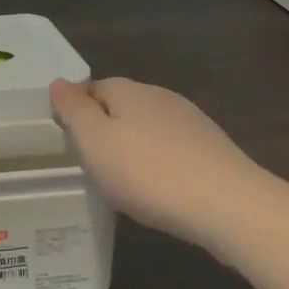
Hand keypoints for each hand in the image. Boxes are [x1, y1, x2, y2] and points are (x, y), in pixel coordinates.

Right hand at [49, 78, 270, 246]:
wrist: (228, 206)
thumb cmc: (147, 172)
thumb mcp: (94, 142)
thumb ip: (73, 110)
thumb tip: (59, 82)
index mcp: (128, 91)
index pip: (91, 89)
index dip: (76, 113)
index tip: (70, 144)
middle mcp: (160, 97)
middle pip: (120, 107)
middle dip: (105, 131)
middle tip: (93, 166)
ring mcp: (190, 122)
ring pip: (147, 129)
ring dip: (133, 149)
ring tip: (124, 183)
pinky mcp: (212, 149)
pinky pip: (171, 150)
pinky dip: (159, 165)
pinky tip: (158, 190)